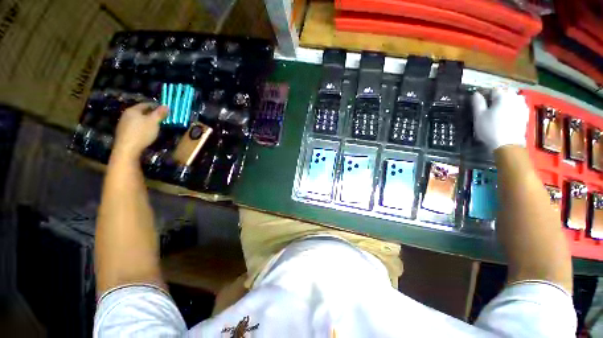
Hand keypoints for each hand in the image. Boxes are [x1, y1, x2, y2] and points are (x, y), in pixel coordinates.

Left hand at [112, 103, 167, 159]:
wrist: (127, 149)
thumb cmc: (141, 133)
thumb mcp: (154, 122)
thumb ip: (160, 113)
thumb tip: (166, 105)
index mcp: (133, 110)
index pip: (146, 104)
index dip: (156, 106)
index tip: (165, 111)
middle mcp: (126, 115)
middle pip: (141, 112)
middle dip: (151, 114)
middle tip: (162, 119)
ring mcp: (124, 124)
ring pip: (138, 120)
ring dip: (147, 122)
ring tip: (156, 126)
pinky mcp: (124, 133)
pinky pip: (135, 127)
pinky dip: (142, 128)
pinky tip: (147, 133)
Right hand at [472, 88, 529, 151]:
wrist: (508, 144)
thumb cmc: (490, 128)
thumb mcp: (479, 116)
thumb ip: (477, 103)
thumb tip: (476, 94)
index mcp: (503, 96)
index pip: (493, 90)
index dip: (485, 95)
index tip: (480, 103)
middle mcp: (515, 97)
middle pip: (504, 94)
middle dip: (497, 98)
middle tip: (489, 108)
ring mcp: (522, 106)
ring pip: (512, 100)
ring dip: (505, 103)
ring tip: (498, 112)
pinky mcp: (525, 114)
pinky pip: (517, 107)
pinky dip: (511, 109)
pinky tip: (506, 117)